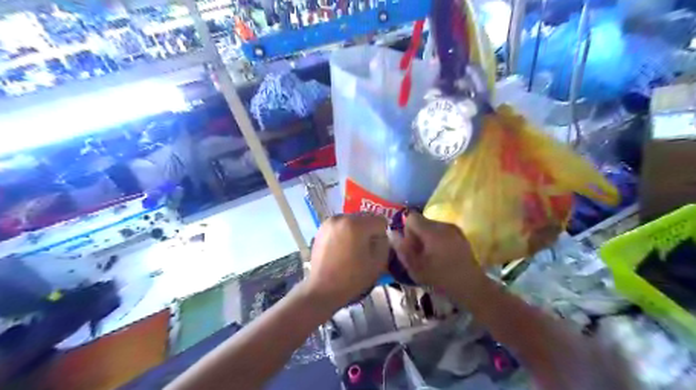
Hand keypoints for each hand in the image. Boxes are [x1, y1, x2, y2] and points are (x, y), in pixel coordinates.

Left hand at [306, 214, 389, 309]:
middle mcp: (342, 217)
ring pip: (352, 220)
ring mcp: (329, 222)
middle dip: (369, 230)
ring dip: (356, 230)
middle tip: (365, 249)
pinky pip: (341, 225)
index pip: (380, 221)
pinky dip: (345, 232)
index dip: (382, 235)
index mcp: (357, 224)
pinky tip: (342, 248)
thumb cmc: (352, 278)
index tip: (377, 248)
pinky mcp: (321, 228)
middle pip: (365, 218)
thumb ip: (384, 243)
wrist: (323, 289)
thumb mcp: (378, 263)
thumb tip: (380, 235)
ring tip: (352, 249)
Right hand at [391, 211, 487, 306]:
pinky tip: (441, 255)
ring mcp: (454, 228)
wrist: (471, 286)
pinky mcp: (460, 234)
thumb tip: (392, 233)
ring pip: (432, 226)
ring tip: (430, 256)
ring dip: (427, 237)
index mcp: (432, 231)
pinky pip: (442, 231)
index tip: (411, 247)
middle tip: (419, 254)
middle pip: (422, 221)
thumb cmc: (441, 278)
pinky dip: (437, 239)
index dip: (407, 230)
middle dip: (417, 235)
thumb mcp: (416, 268)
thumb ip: (402, 249)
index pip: (412, 218)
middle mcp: (443, 225)